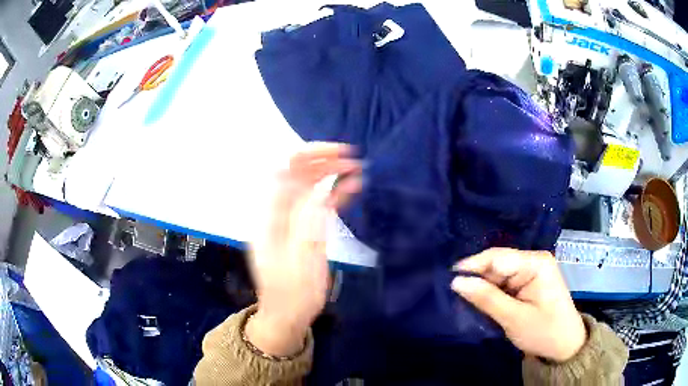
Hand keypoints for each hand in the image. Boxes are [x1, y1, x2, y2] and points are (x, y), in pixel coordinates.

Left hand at [246, 143, 361, 356]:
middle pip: (296, 173)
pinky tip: (352, 188)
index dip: (309, 155)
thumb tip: (323, 189)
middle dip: (323, 161)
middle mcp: (277, 211)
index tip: (339, 153)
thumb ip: (311, 224)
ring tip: (356, 170)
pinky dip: (333, 192)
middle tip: (353, 160)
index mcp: (270, 216)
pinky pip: (316, 203)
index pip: (284, 170)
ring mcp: (290, 219)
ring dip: (330, 174)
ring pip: (308, 185)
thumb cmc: (292, 294)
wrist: (286, 315)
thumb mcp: (303, 262)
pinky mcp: (302, 228)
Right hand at [451, 248, 585, 362]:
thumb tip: (456, 281)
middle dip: (477, 279)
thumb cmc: (544, 332)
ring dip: (483, 288)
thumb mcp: (514, 318)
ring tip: (464, 301)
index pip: (497, 257)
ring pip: (498, 275)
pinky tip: (481, 302)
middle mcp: (533, 260)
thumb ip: (486, 299)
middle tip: (453, 295)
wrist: (564, 346)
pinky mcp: (528, 282)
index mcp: (535, 263)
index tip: (448, 281)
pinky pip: (504, 283)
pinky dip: (492, 294)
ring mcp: (531, 271)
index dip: (472, 267)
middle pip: (497, 264)